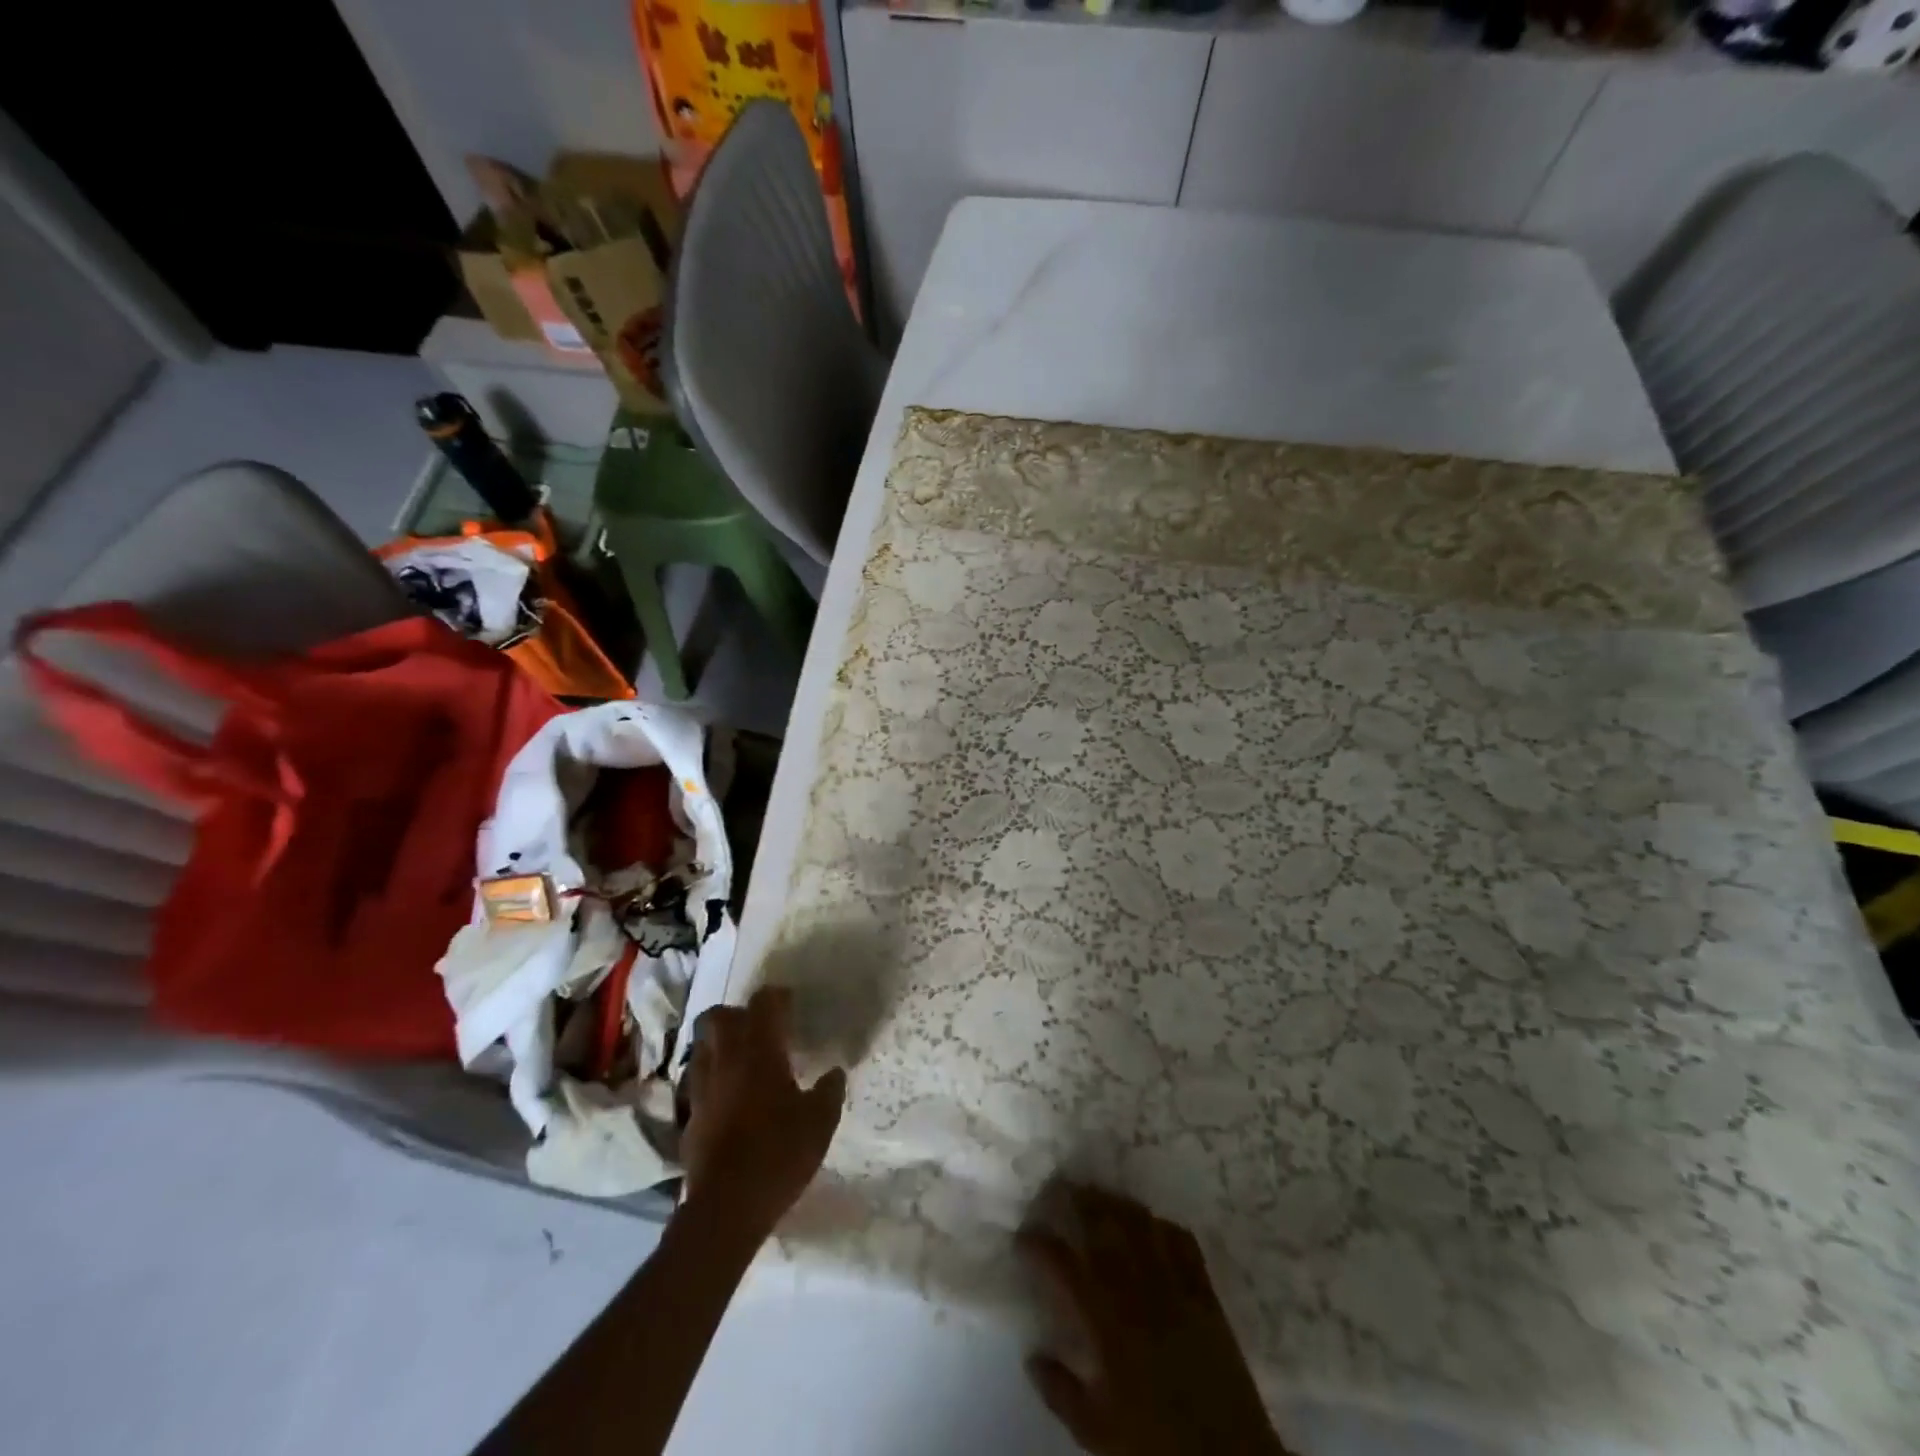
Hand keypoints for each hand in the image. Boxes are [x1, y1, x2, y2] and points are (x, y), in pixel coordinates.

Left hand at [680, 986, 845, 1243]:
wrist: (726, 1207)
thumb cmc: (779, 1154)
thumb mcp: (820, 1122)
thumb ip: (829, 1091)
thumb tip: (834, 1073)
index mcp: (759, 1051)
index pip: (763, 1003)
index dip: (777, 997)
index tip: (790, 1004)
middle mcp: (725, 1060)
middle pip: (719, 1016)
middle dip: (737, 1014)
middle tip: (759, 1028)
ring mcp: (702, 1088)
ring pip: (702, 1047)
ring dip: (719, 1044)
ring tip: (741, 1059)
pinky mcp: (689, 1117)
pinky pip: (697, 1082)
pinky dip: (712, 1079)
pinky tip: (728, 1097)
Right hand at [1018, 1184, 1289, 1455]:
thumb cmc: (1156, 1443)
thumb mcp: (1096, 1430)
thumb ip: (1059, 1391)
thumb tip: (1031, 1357)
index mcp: (1105, 1320)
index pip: (1063, 1264)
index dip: (1039, 1244)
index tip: (1023, 1236)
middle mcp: (1136, 1289)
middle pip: (1103, 1225)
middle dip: (1077, 1200)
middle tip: (1058, 1188)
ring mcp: (1173, 1283)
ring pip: (1140, 1222)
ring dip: (1116, 1203)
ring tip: (1099, 1196)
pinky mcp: (1204, 1290)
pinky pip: (1181, 1240)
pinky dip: (1161, 1225)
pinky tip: (1151, 1225)